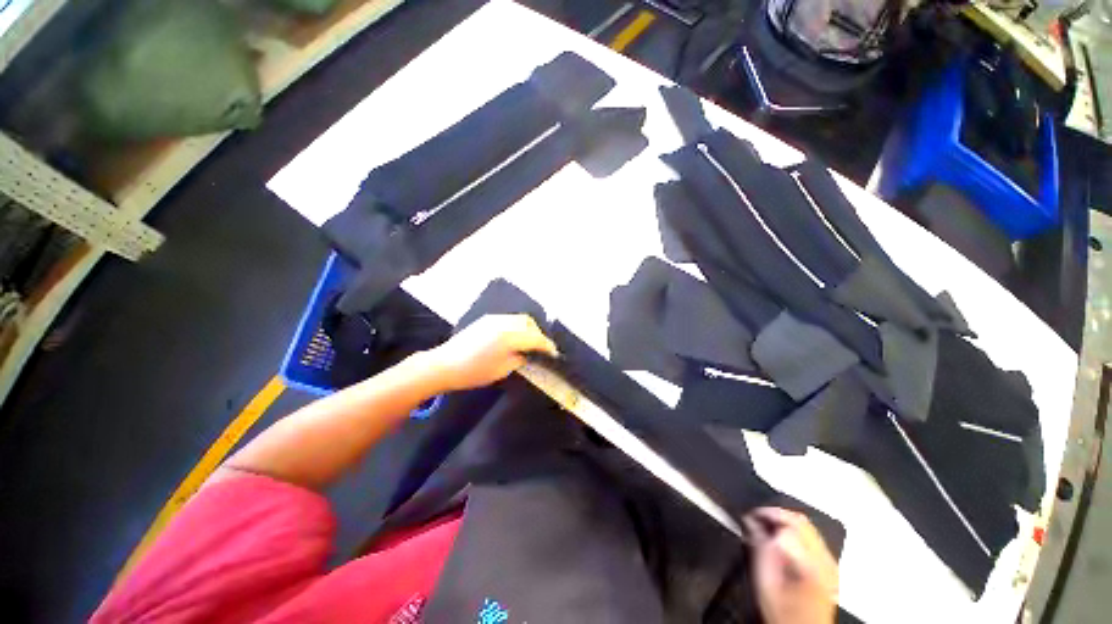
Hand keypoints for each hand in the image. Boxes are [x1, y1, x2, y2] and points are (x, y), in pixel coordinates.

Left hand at [427, 314, 558, 391]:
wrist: (445, 364)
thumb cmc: (475, 371)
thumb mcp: (503, 369)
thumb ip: (520, 358)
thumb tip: (528, 353)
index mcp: (510, 336)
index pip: (536, 338)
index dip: (547, 346)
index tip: (554, 353)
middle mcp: (505, 322)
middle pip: (529, 323)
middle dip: (538, 334)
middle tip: (541, 348)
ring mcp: (494, 319)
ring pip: (519, 319)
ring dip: (528, 329)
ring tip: (528, 343)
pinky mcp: (486, 320)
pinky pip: (509, 319)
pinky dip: (517, 326)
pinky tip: (514, 337)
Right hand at [743, 507, 837, 623]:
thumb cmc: (784, 614)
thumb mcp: (765, 583)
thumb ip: (760, 550)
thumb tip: (751, 522)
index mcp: (808, 565)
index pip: (787, 524)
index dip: (765, 515)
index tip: (749, 517)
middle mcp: (824, 561)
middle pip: (801, 521)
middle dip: (776, 514)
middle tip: (756, 518)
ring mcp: (830, 564)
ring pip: (808, 526)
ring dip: (785, 521)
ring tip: (766, 526)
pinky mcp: (831, 567)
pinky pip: (813, 537)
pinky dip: (795, 531)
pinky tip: (782, 539)